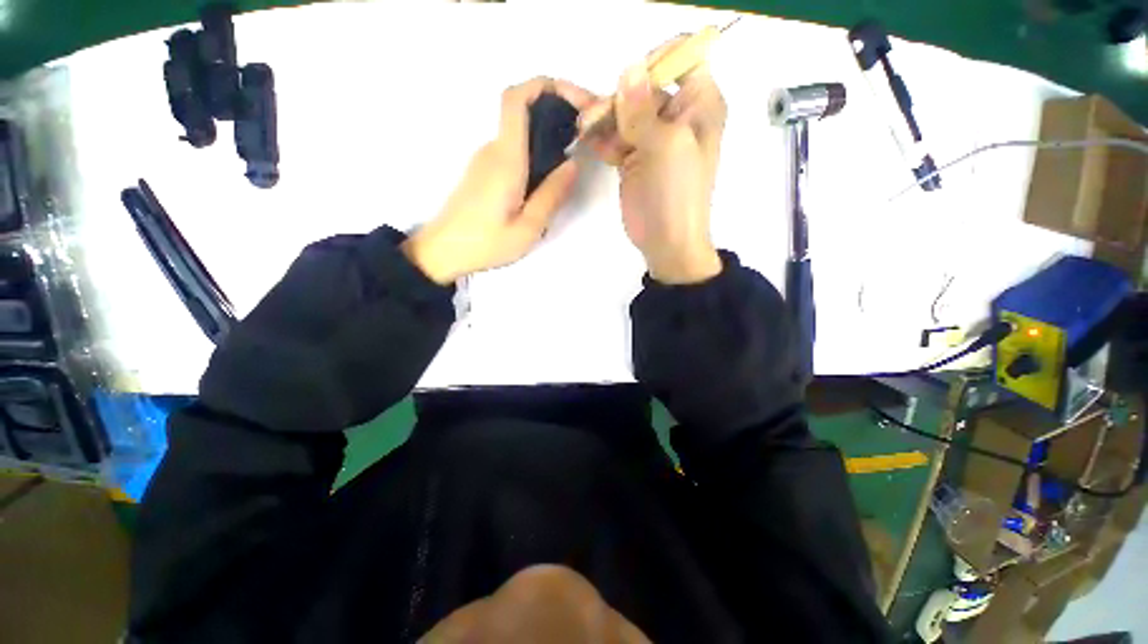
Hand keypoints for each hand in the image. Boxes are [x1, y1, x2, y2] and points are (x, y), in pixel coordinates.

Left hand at [402, 78, 595, 283]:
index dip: (546, 85)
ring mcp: (486, 159)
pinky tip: (550, 173)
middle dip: (557, 110)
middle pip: (523, 110)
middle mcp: (494, 150)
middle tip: (588, 132)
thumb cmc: (486, 243)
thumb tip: (573, 164)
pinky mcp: (485, 172)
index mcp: (505, 159)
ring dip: (549, 132)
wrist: (443, 251)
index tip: (577, 99)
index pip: (516, 99)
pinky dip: (536, 149)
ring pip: (520, 132)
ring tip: (576, 153)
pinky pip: (515, 149)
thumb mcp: (528, 228)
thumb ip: (551, 195)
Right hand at [585, 40, 726, 283]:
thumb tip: (629, 68)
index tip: (629, 86)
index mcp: (699, 105)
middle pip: (642, 87)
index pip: (681, 59)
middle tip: (591, 117)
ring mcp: (653, 138)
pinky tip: (586, 141)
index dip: (654, 63)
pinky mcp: (633, 158)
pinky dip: (600, 137)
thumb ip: (643, 109)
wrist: (667, 242)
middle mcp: (677, 116)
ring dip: (602, 117)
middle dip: (617, 97)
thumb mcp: (666, 147)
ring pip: (624, 112)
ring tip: (583, 129)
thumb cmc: (676, 194)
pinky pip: (614, 137)